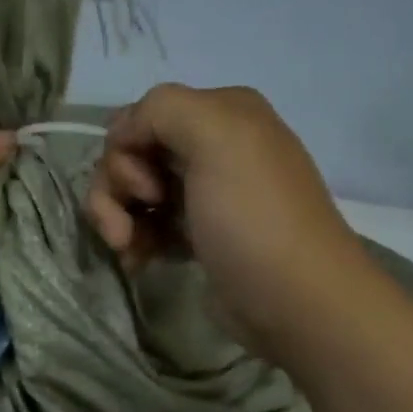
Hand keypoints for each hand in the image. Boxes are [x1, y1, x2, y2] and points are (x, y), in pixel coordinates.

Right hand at [85, 83, 373, 358]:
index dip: (126, 153)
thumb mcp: (218, 138)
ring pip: (131, 191)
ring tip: (128, 250)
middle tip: (126, 229)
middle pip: (130, 155)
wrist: (295, 301)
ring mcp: (202, 193)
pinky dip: (133, 240)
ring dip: (118, 218)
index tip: (146, 191)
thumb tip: (120, 135)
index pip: (139, 117)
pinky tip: (139, 261)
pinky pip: (145, 223)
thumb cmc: (253, 219)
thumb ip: (161, 110)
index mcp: (221, 112)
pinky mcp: (195, 234)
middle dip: (116, 190)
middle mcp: (211, 147)